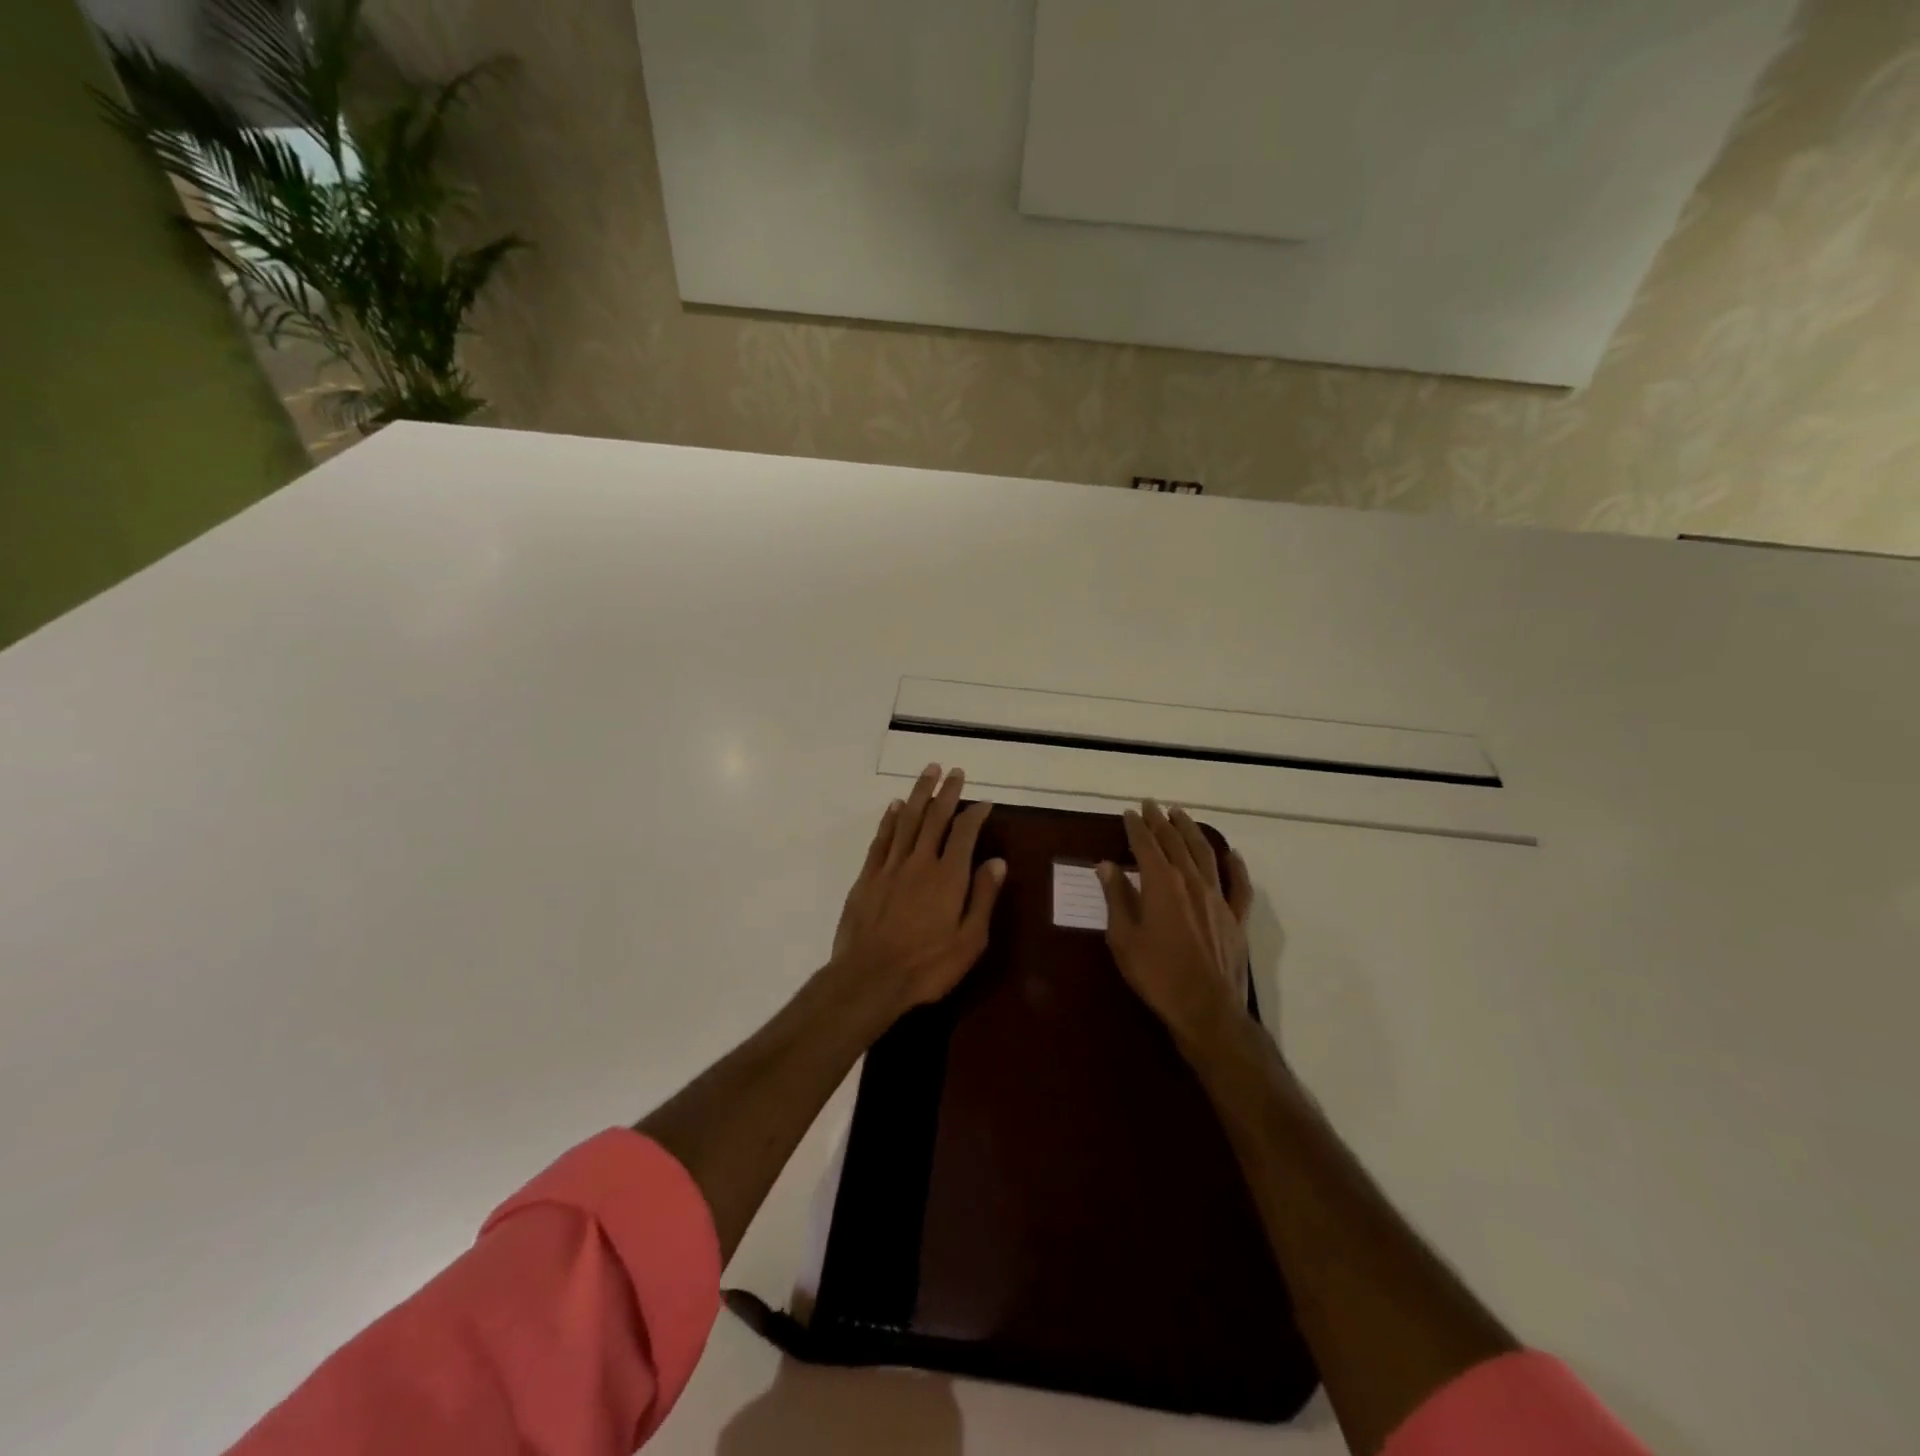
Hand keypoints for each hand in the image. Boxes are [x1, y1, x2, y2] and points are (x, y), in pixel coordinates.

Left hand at [830, 764, 1005, 1016]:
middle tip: (954, 771)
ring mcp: (891, 866)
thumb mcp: (969, 941)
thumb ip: (983, 897)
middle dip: (946, 792)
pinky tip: (896, 805)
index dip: (975, 813)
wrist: (869, 979)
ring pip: (907, 820)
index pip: (965, 833)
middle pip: (935, 817)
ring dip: (919, 793)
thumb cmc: (927, 966)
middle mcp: (920, 862)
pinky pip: (882, 839)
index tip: (984, 801)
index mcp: (949, 876)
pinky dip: (890, 818)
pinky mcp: (867, 877)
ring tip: (928, 772)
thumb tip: (998, 861)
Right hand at [1098, 801, 1254, 1042]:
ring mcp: (1218, 899)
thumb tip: (1106, 865)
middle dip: (1160, 821)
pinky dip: (1236, 866)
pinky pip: (1239, 885)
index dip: (1136, 827)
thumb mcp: (1124, 939)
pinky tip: (1232, 853)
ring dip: (1191, 831)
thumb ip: (1116, 898)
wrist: (1206, 1010)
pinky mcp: (1236, 918)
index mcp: (1161, 885)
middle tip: (1151, 805)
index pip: (1146, 845)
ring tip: (1181, 814)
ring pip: (1205, 854)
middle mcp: (1191, 882)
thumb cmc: (1157, 976)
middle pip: (1175, 843)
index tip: (1129, 812)